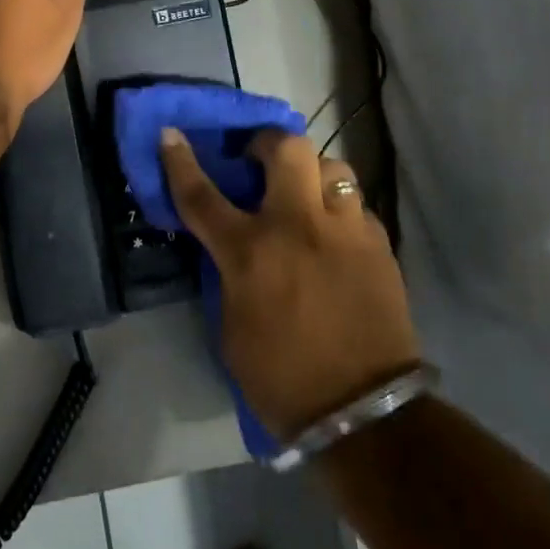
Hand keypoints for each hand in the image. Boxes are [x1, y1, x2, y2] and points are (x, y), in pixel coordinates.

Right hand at [161, 128, 419, 440]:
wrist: (363, 413)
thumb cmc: (281, 377)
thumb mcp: (230, 324)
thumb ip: (228, 272)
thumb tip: (231, 244)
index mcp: (250, 252)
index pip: (202, 194)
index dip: (180, 161)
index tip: (171, 135)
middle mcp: (298, 226)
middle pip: (286, 148)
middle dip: (267, 143)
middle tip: (259, 161)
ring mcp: (344, 231)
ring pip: (332, 166)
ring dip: (311, 173)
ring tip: (304, 195)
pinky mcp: (378, 245)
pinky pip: (356, 206)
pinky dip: (339, 211)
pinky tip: (335, 235)